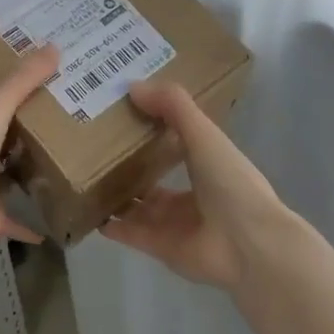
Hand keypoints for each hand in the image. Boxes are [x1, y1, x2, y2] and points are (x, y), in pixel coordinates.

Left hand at [0, 45, 61, 257]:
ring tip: (69, 165)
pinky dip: (34, 223)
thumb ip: (24, 81)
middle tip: (66, 122)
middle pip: (0, 141)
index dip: (7, 95)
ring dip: (29, 176)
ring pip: (8, 179)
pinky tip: (59, 219)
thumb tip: (56, 46)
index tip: (39, 87)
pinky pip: (18, 220)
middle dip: (25, 135)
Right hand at [102, 81, 286, 291]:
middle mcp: (192, 196)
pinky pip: (130, 233)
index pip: (176, 146)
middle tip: (93, 150)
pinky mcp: (160, 248)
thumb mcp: (204, 134)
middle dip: (129, 169)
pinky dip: (111, 225)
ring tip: (85, 179)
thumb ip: (173, 107)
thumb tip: (133, 86)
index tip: (122, 115)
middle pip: (153, 181)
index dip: (152, 132)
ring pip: (139, 208)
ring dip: (117, 196)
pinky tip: (90, 212)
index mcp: (208, 167)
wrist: (248, 243)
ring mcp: (175, 225)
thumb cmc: (231, 183)